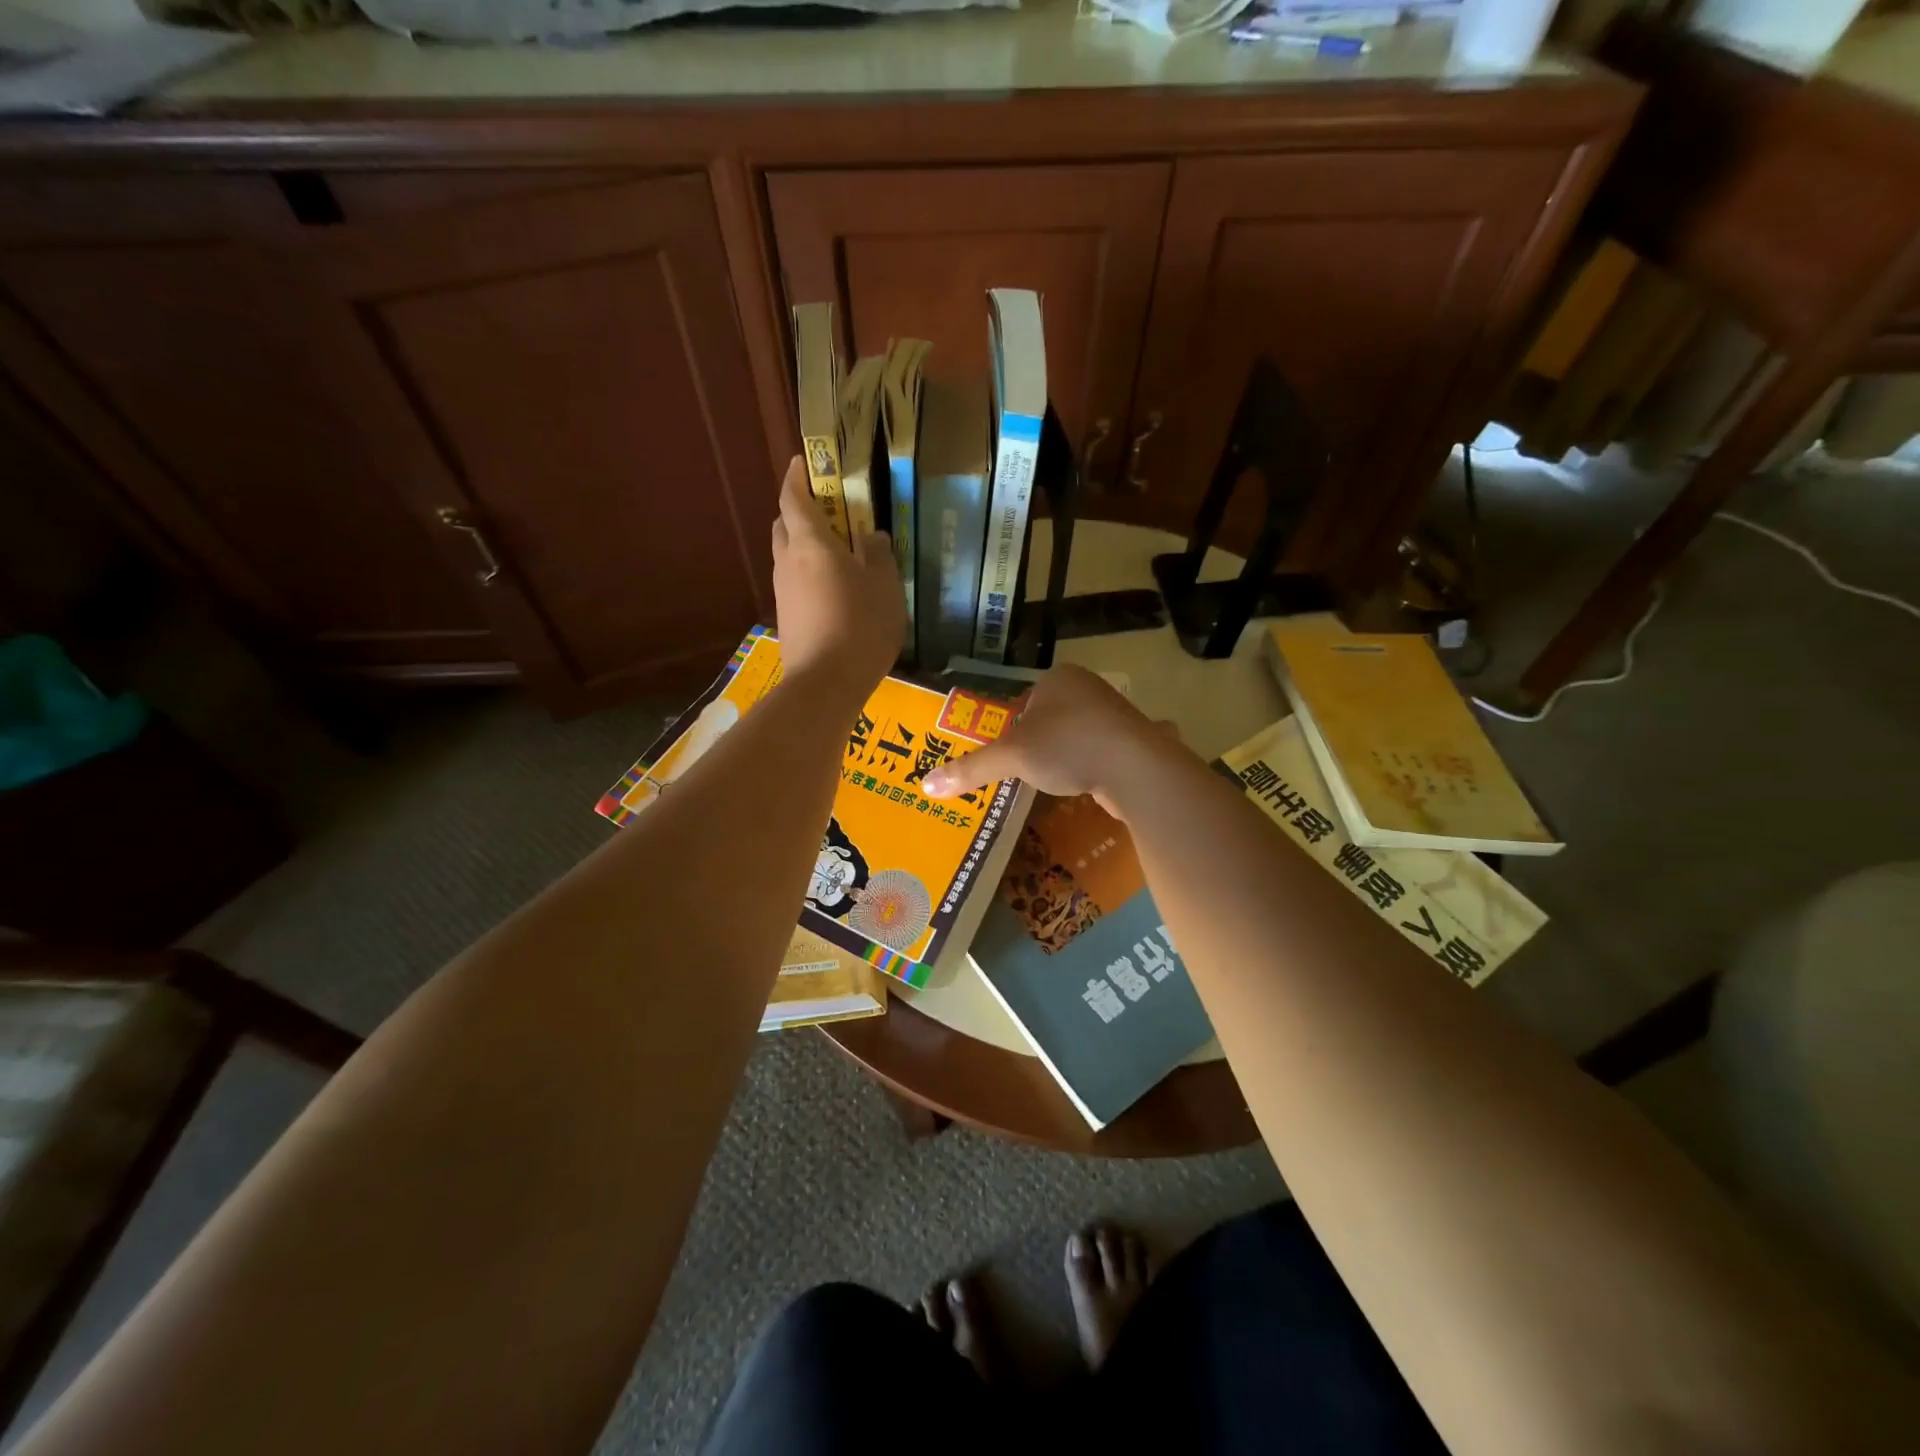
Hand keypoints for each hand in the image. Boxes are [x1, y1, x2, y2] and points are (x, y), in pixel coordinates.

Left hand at [771, 456, 904, 699]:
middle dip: (801, 511)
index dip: (797, 476)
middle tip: (830, 512)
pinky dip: (808, 574)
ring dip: (805, 545)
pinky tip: (834, 591)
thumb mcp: (884, 586)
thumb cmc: (860, 626)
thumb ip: (879, 555)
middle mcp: (788, 561)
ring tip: (838, 554)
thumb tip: (872, 536)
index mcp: (810, 544)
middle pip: (785, 524)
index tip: (804, 461)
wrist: (825, 684)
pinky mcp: (787, 617)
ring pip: (788, 555)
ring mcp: (783, 592)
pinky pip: (795, 583)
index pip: (793, 497)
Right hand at [921, 664, 1177, 815]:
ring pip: (1076, 736)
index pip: (1024, 701)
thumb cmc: (1068, 747)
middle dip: (1038, 744)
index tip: (1006, 755)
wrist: (1136, 768)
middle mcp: (1089, 689)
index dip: (1011, 728)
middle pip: (1049, 718)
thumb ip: (971, 769)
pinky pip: (1100, 753)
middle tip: (1024, 772)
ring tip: (1053, 782)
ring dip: (1065, 757)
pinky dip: (1089, 768)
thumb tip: (925, 785)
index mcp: (1059, 679)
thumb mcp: (1012, 757)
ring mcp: (1115, 715)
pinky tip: (1083, 786)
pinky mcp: (1133, 741)